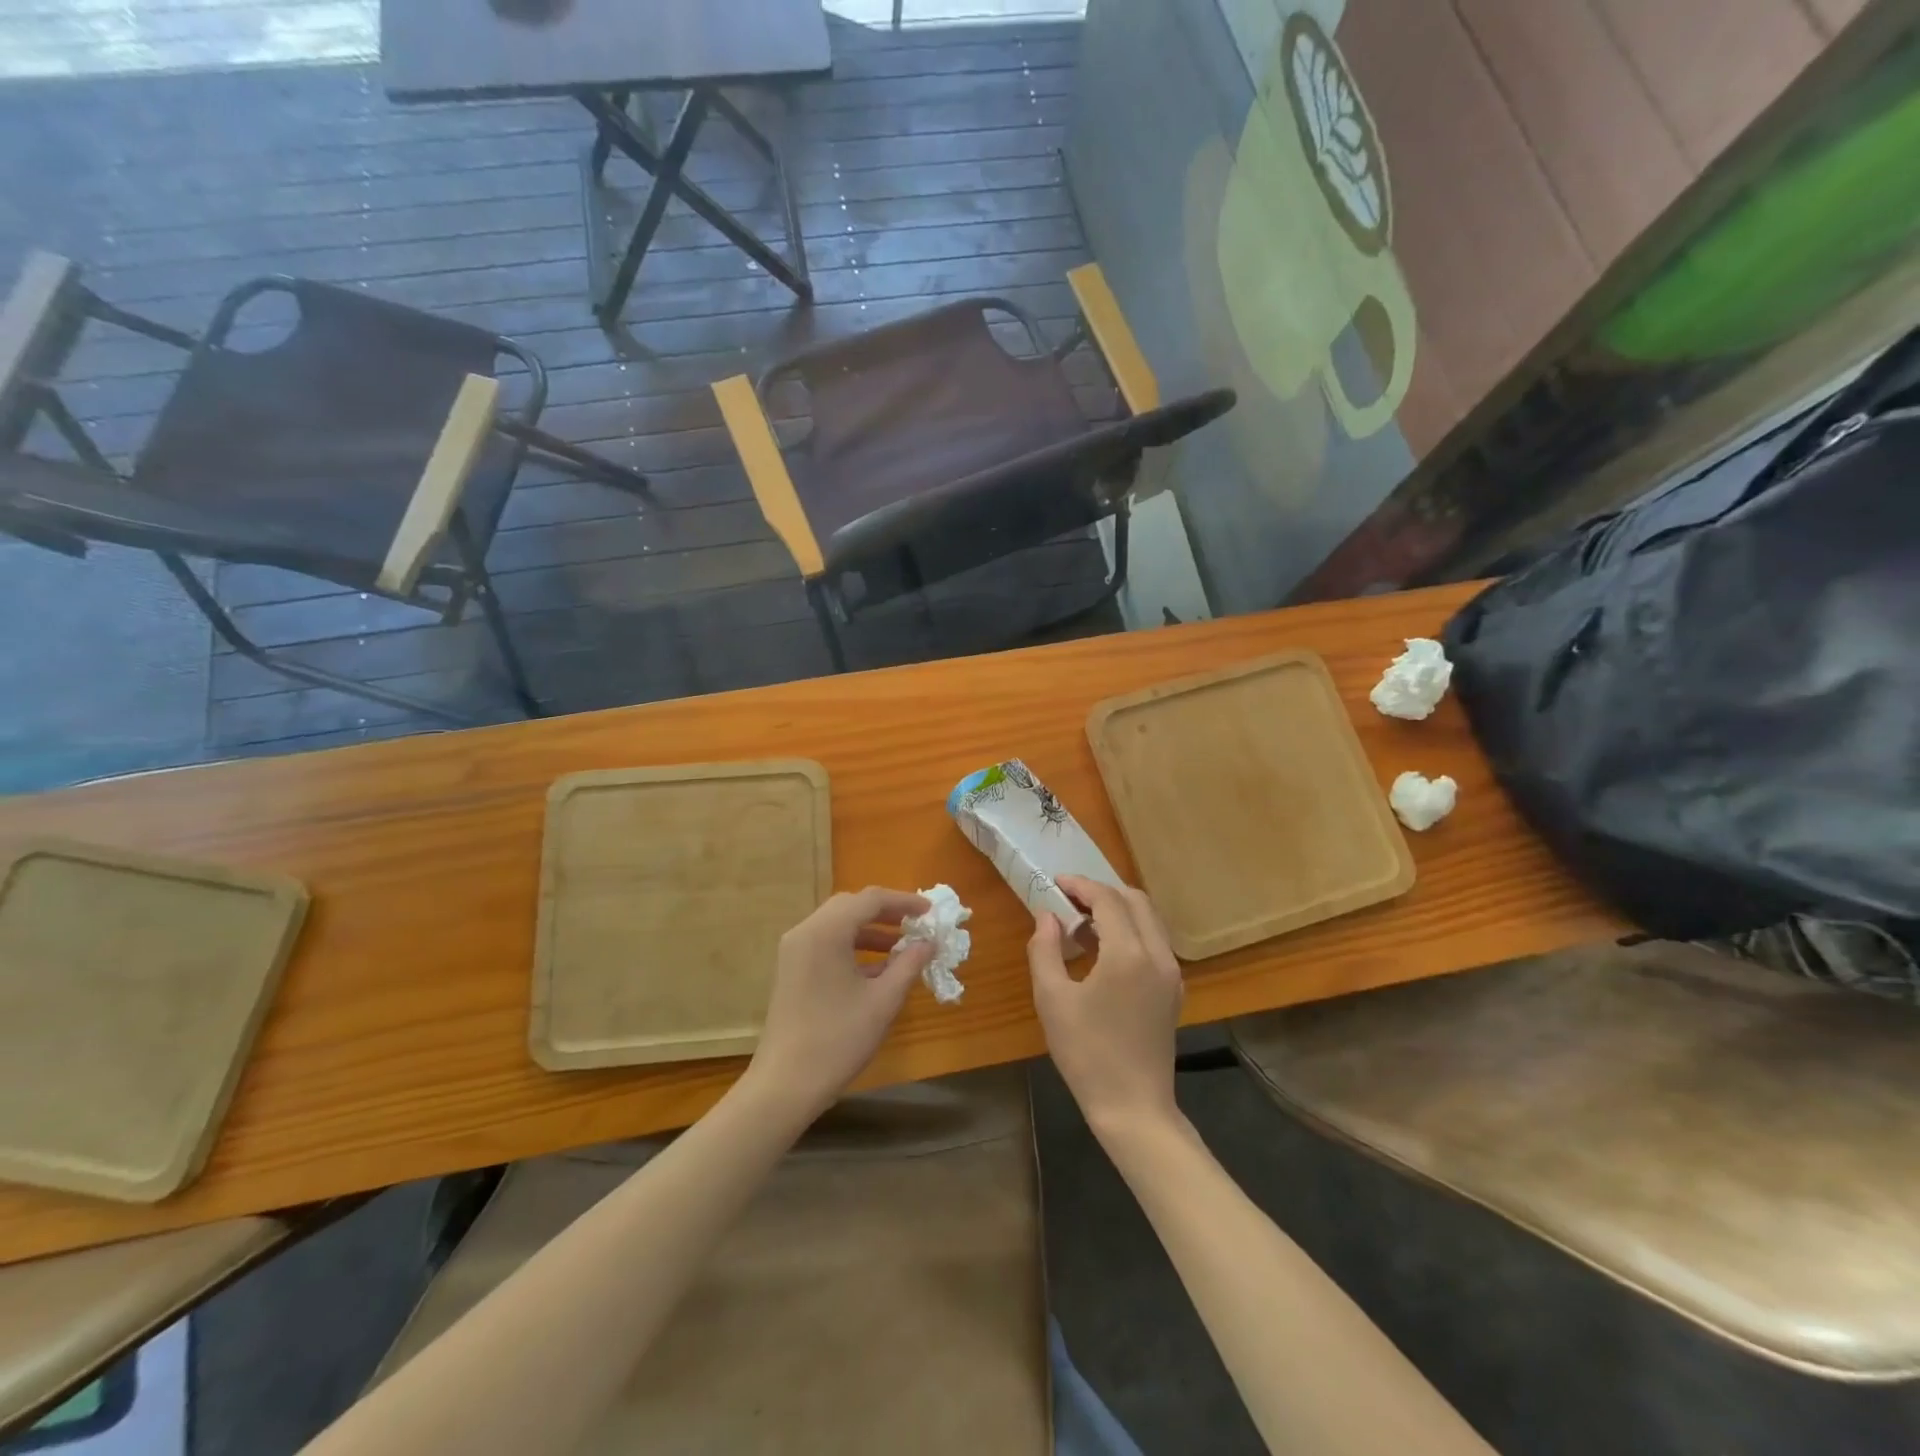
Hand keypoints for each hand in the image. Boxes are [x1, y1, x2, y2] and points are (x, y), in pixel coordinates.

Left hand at [746, 887, 933, 1119]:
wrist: (785, 1084)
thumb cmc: (838, 1039)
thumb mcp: (883, 1001)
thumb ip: (909, 964)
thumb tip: (929, 942)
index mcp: (826, 932)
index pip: (870, 899)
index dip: (904, 902)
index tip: (930, 912)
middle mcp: (806, 931)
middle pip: (850, 906)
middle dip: (886, 913)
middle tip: (916, 924)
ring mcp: (794, 951)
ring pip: (838, 925)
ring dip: (870, 931)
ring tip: (903, 947)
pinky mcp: (792, 970)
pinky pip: (826, 944)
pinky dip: (853, 947)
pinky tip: (877, 969)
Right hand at [1028, 875, 1183, 1138]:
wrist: (1133, 1107)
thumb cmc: (1087, 1053)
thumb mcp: (1052, 1000)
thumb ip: (1045, 949)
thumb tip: (1047, 917)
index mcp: (1128, 954)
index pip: (1107, 899)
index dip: (1081, 885)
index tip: (1056, 883)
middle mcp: (1157, 955)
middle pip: (1135, 900)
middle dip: (1102, 892)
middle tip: (1069, 899)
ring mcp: (1171, 973)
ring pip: (1149, 919)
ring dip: (1118, 910)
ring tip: (1082, 923)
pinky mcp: (1173, 990)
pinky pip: (1153, 942)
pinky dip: (1130, 931)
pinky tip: (1103, 950)